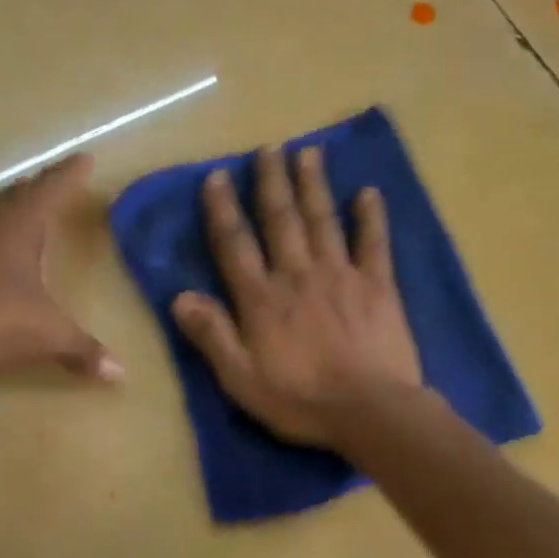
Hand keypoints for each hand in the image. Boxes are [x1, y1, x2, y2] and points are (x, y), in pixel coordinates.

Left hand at [0, 154, 119, 382]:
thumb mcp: (47, 337)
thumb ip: (83, 350)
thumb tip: (120, 374)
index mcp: (17, 225)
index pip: (51, 188)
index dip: (70, 174)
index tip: (84, 159)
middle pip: (14, 194)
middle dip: (35, 191)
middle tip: (49, 192)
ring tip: (12, 218)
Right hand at [173, 144, 421, 448]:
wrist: (370, 410)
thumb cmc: (300, 400)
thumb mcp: (240, 379)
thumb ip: (211, 335)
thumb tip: (180, 296)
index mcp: (262, 299)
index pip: (235, 245)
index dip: (222, 209)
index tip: (216, 176)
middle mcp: (298, 275)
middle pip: (281, 219)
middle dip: (271, 182)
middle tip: (268, 147)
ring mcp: (341, 275)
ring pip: (323, 220)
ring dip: (314, 185)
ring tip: (308, 152)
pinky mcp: (378, 286)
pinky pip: (374, 243)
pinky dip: (371, 217)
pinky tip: (368, 192)